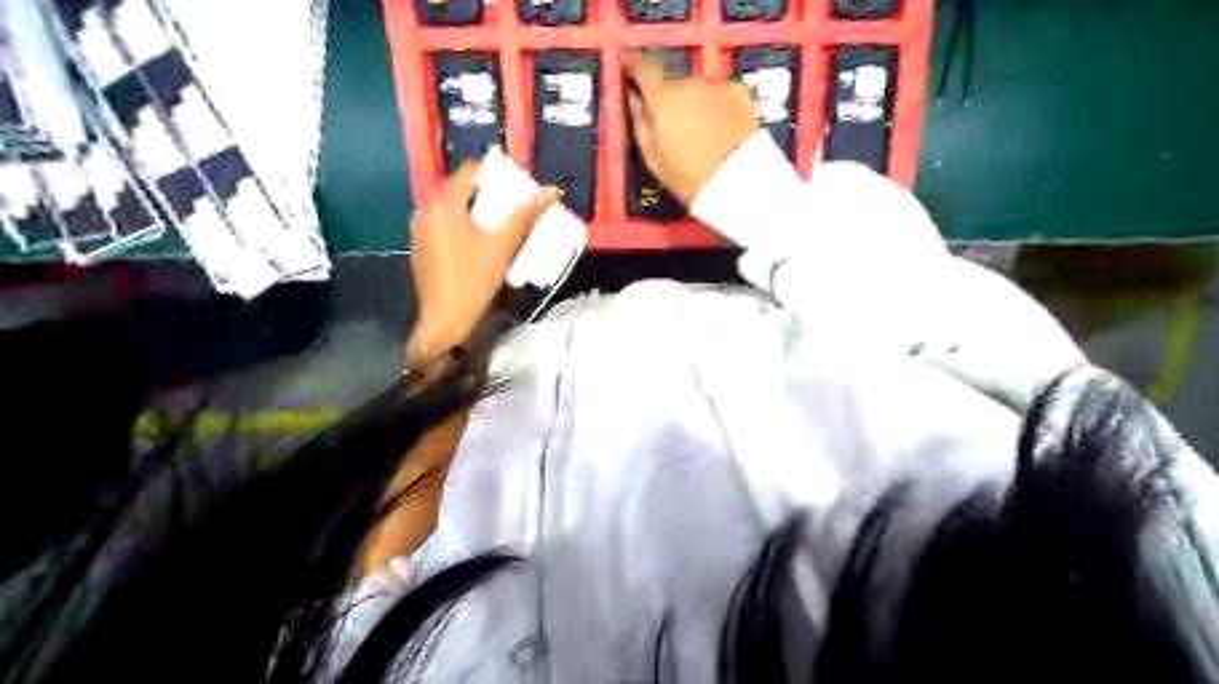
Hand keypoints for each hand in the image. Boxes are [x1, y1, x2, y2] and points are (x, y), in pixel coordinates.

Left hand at [410, 158, 560, 367]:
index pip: (470, 171)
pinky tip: (481, 242)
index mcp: (444, 205)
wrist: (444, 321)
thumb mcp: (503, 247)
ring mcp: (421, 230)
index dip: (495, 172)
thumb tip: (549, 192)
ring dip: (476, 209)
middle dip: (488, 193)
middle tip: (514, 203)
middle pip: (460, 188)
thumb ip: (524, 216)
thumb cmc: (473, 281)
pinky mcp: (422, 248)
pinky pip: (445, 224)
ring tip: (502, 222)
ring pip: (452, 208)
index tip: (516, 183)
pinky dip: (464, 224)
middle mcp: (427, 210)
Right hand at [624, 54, 757, 204]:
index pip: (642, 66)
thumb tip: (636, 101)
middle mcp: (688, 82)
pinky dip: (716, 106)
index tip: (630, 73)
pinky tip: (721, 127)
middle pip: (673, 81)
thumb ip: (642, 124)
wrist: (739, 179)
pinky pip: (720, 95)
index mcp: (662, 97)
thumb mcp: (653, 158)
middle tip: (672, 122)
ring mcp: (717, 85)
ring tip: (699, 130)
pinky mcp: (740, 94)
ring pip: (697, 88)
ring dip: (694, 102)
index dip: (633, 67)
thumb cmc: (688, 176)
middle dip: (669, 96)